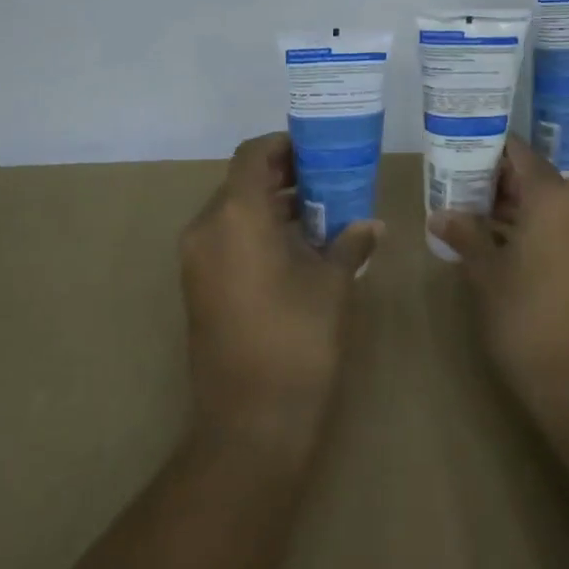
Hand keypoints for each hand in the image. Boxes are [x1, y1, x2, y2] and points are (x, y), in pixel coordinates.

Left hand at [180, 134, 381, 463]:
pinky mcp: (197, 287)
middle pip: (241, 181)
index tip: (318, 149)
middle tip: (327, 178)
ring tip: (319, 211)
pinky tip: (296, 247)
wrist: (250, 423)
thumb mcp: (332, 285)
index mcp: (236, 215)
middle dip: (283, 174)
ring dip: (270, 204)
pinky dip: (256, 231)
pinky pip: (225, 239)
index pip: (252, 155)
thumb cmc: (297, 340)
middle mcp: (206, 228)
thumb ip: (351, 243)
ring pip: (232, 211)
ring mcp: (196, 260)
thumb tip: (372, 224)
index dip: (284, 145)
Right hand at [428, 137, 568, 424]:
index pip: (518, 153)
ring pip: (550, 204)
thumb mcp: (486, 273)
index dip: (488, 150)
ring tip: (473, 215)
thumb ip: (464, 234)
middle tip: (458, 188)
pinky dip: (536, 228)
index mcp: (554, 198)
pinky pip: (564, 227)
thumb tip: (439, 214)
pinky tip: (503, 244)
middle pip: (535, 177)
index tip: (458, 153)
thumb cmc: (526, 318)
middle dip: (497, 181)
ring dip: (516, 207)